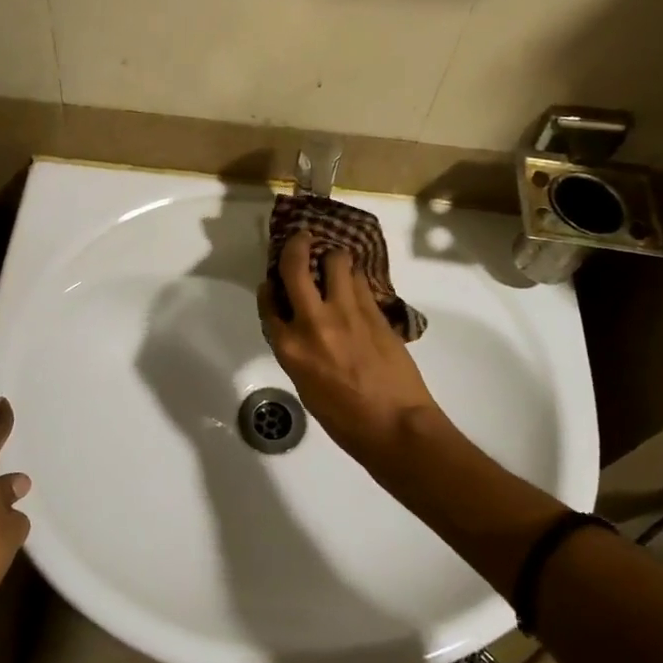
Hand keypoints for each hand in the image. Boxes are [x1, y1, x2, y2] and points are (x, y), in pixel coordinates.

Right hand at [257, 233, 448, 472]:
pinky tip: (357, 281)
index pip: (268, 303)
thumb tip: (304, 333)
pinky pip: (361, 281)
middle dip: (297, 245)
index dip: (268, 287)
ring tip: (337, 262)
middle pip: (295, 266)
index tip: (271, 281)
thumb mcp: (307, 387)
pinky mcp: (375, 311)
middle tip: (303, 237)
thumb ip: (299, 353)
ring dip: (335, 257)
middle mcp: (312, 321)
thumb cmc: (344, 420)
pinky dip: (356, 277)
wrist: (394, 425)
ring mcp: (346, 312)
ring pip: (337, 262)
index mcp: (290, 347)